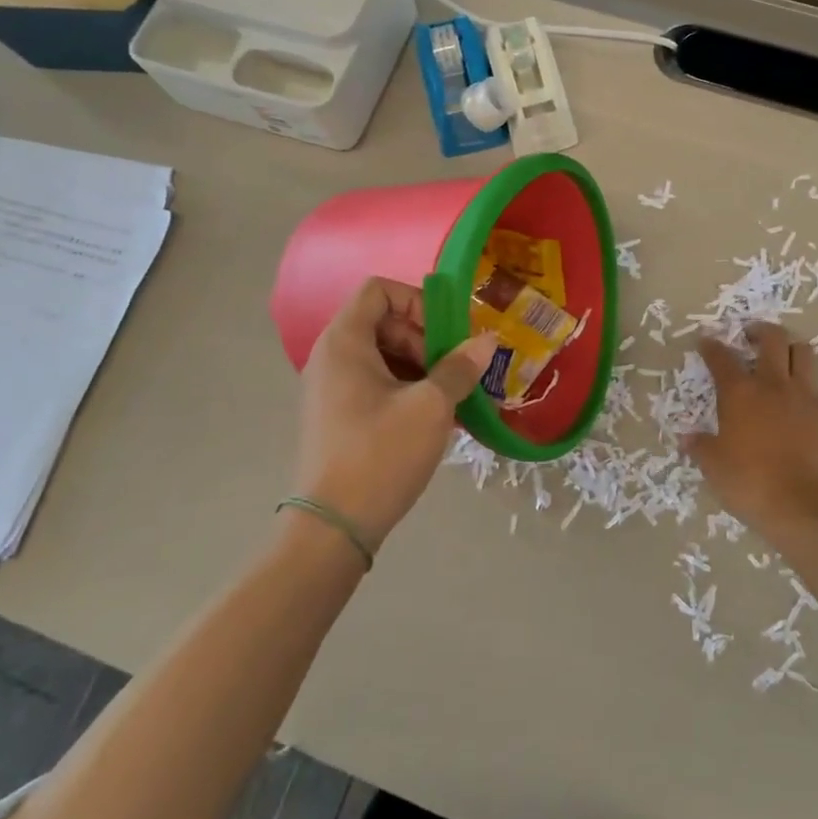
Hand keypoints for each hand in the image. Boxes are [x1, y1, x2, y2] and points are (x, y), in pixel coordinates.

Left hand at [294, 278, 494, 551]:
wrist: (333, 528)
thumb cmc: (381, 454)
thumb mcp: (431, 407)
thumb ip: (460, 367)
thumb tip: (487, 340)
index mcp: (344, 342)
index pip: (378, 290)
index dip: (417, 301)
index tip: (446, 334)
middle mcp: (331, 357)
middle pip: (382, 321)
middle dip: (424, 337)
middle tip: (452, 369)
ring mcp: (330, 389)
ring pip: (382, 354)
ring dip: (420, 365)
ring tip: (450, 395)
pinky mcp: (337, 416)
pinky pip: (375, 383)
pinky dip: (405, 387)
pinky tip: (433, 417)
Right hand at [683, 323, 817, 527]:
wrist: (800, 503)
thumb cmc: (748, 481)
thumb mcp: (713, 465)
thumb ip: (699, 446)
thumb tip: (687, 438)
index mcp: (739, 392)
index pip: (721, 357)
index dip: (711, 346)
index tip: (705, 341)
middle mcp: (773, 384)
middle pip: (773, 339)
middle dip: (760, 331)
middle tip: (750, 337)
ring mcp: (804, 396)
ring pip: (803, 353)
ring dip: (790, 349)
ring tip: (781, 359)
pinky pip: (817, 387)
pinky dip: (806, 386)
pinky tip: (798, 401)